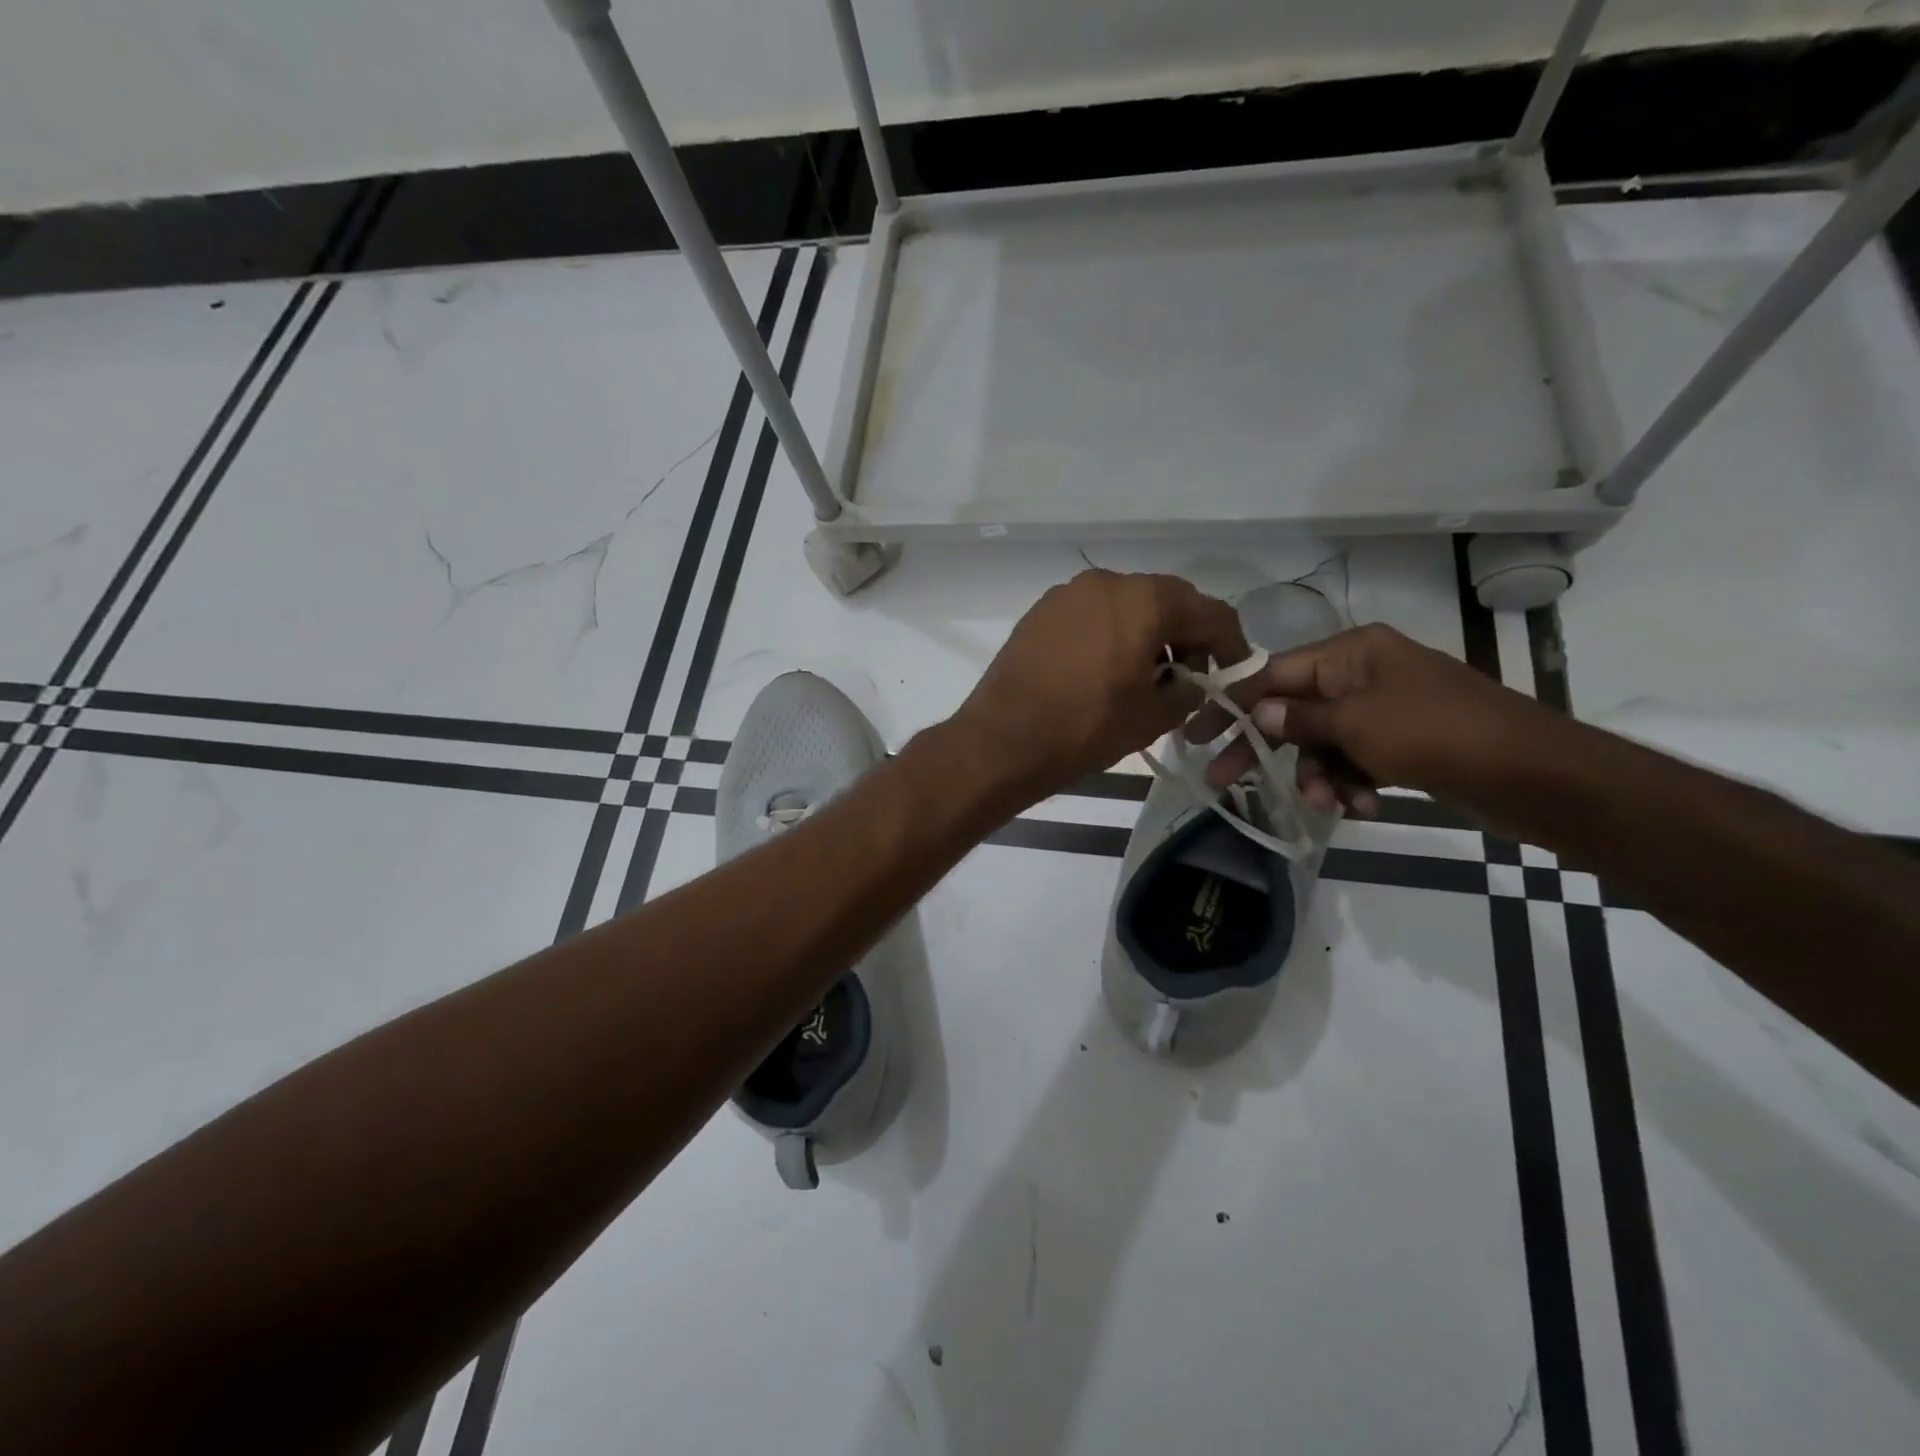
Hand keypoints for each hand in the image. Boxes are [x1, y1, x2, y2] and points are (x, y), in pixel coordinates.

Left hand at [954, 569, 1250, 803]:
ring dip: (1147, 634)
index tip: (1235, 671)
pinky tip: (1105, 670)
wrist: (1002, 739)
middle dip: (1186, 636)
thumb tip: (1191, 683)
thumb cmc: (1085, 727)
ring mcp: (1068, 593)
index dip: (1231, 643)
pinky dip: (1111, 634)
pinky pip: (1092, 615)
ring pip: (1126, 605)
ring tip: (1145, 678)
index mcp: (1145, 600)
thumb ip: (1187, 691)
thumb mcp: (1152, 717)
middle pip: (1166, 601)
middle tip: (1190, 677)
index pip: (1209, 612)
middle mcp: (1108, 581)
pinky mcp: (1041, 611)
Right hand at [1185, 623, 1552, 816]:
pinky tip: (1366, 805)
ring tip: (1329, 803)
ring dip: (1318, 776)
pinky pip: (1354, 761)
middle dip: (1266, 749)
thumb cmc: (1435, 733)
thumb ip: (1300, 718)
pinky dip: (1352, 784)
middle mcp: (1362, 675)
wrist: (1532, 774)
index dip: (1232, 704)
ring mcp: (1383, 710)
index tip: (1195, 733)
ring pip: (1323, 743)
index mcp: (1351, 653)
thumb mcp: (1357, 723)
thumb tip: (1257, 712)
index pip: (1273, 673)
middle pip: (1292, 711)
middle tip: (1224, 782)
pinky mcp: (1401, 744)